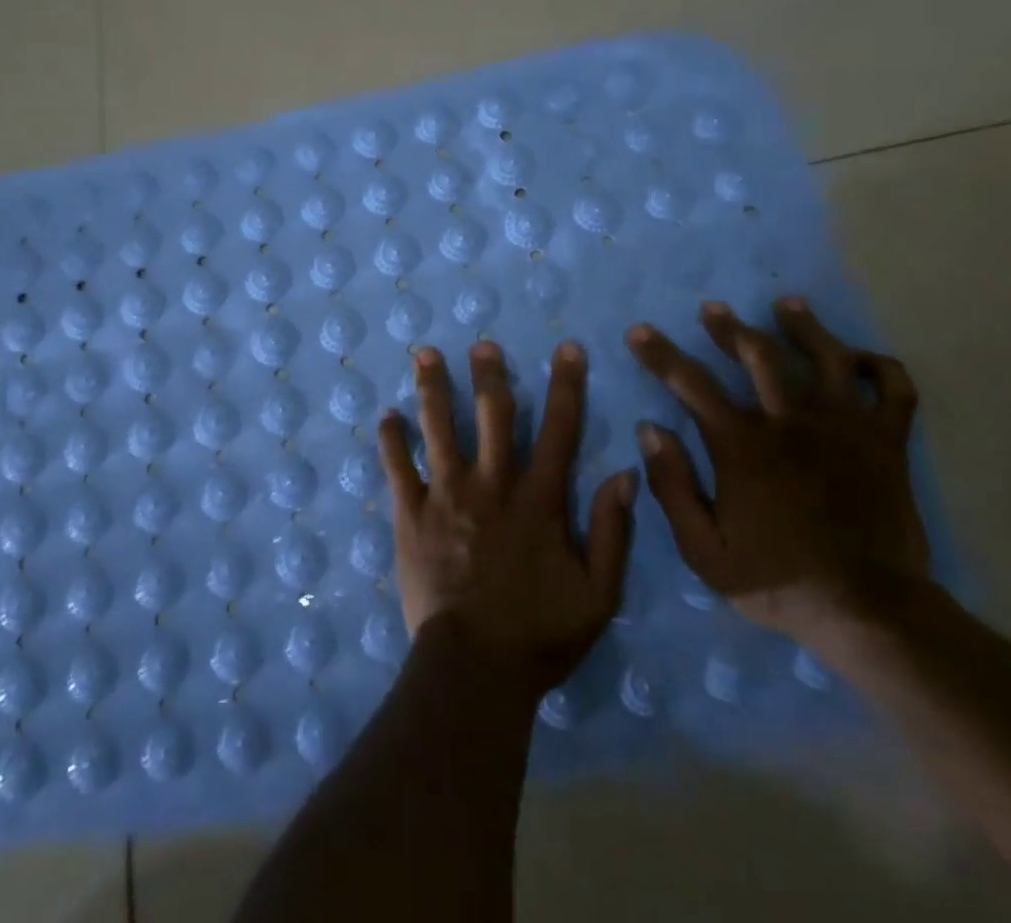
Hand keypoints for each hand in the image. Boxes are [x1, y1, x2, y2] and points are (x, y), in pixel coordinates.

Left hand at [377, 340, 640, 693]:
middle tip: (481, 343)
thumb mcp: (598, 594)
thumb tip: (624, 473)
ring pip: (438, 428)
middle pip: (492, 414)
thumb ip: (611, 531)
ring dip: (433, 388)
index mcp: (538, 499)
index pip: (559, 430)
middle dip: (489, 374)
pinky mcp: (411, 514)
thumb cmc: (540, 634)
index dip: (566, 386)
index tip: (567, 349)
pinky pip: (397, 468)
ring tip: (425, 353)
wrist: (475, 667)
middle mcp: (491, 484)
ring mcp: (446, 495)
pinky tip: (386, 416)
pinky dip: (391, 440)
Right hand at [626, 298, 930, 641]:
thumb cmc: (777, 580)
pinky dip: (880, 367)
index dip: (660, 353)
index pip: (690, 383)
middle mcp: (791, 423)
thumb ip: (672, 486)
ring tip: (788, 305)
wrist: (870, 613)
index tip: (640, 332)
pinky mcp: (887, 444)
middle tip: (713, 309)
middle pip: (759, 355)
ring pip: (827, 357)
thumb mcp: (703, 549)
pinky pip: (894, 390)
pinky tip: (860, 359)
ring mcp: (845, 428)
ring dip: (804, 326)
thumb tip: (650, 430)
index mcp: (742, 446)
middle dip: (730, 327)